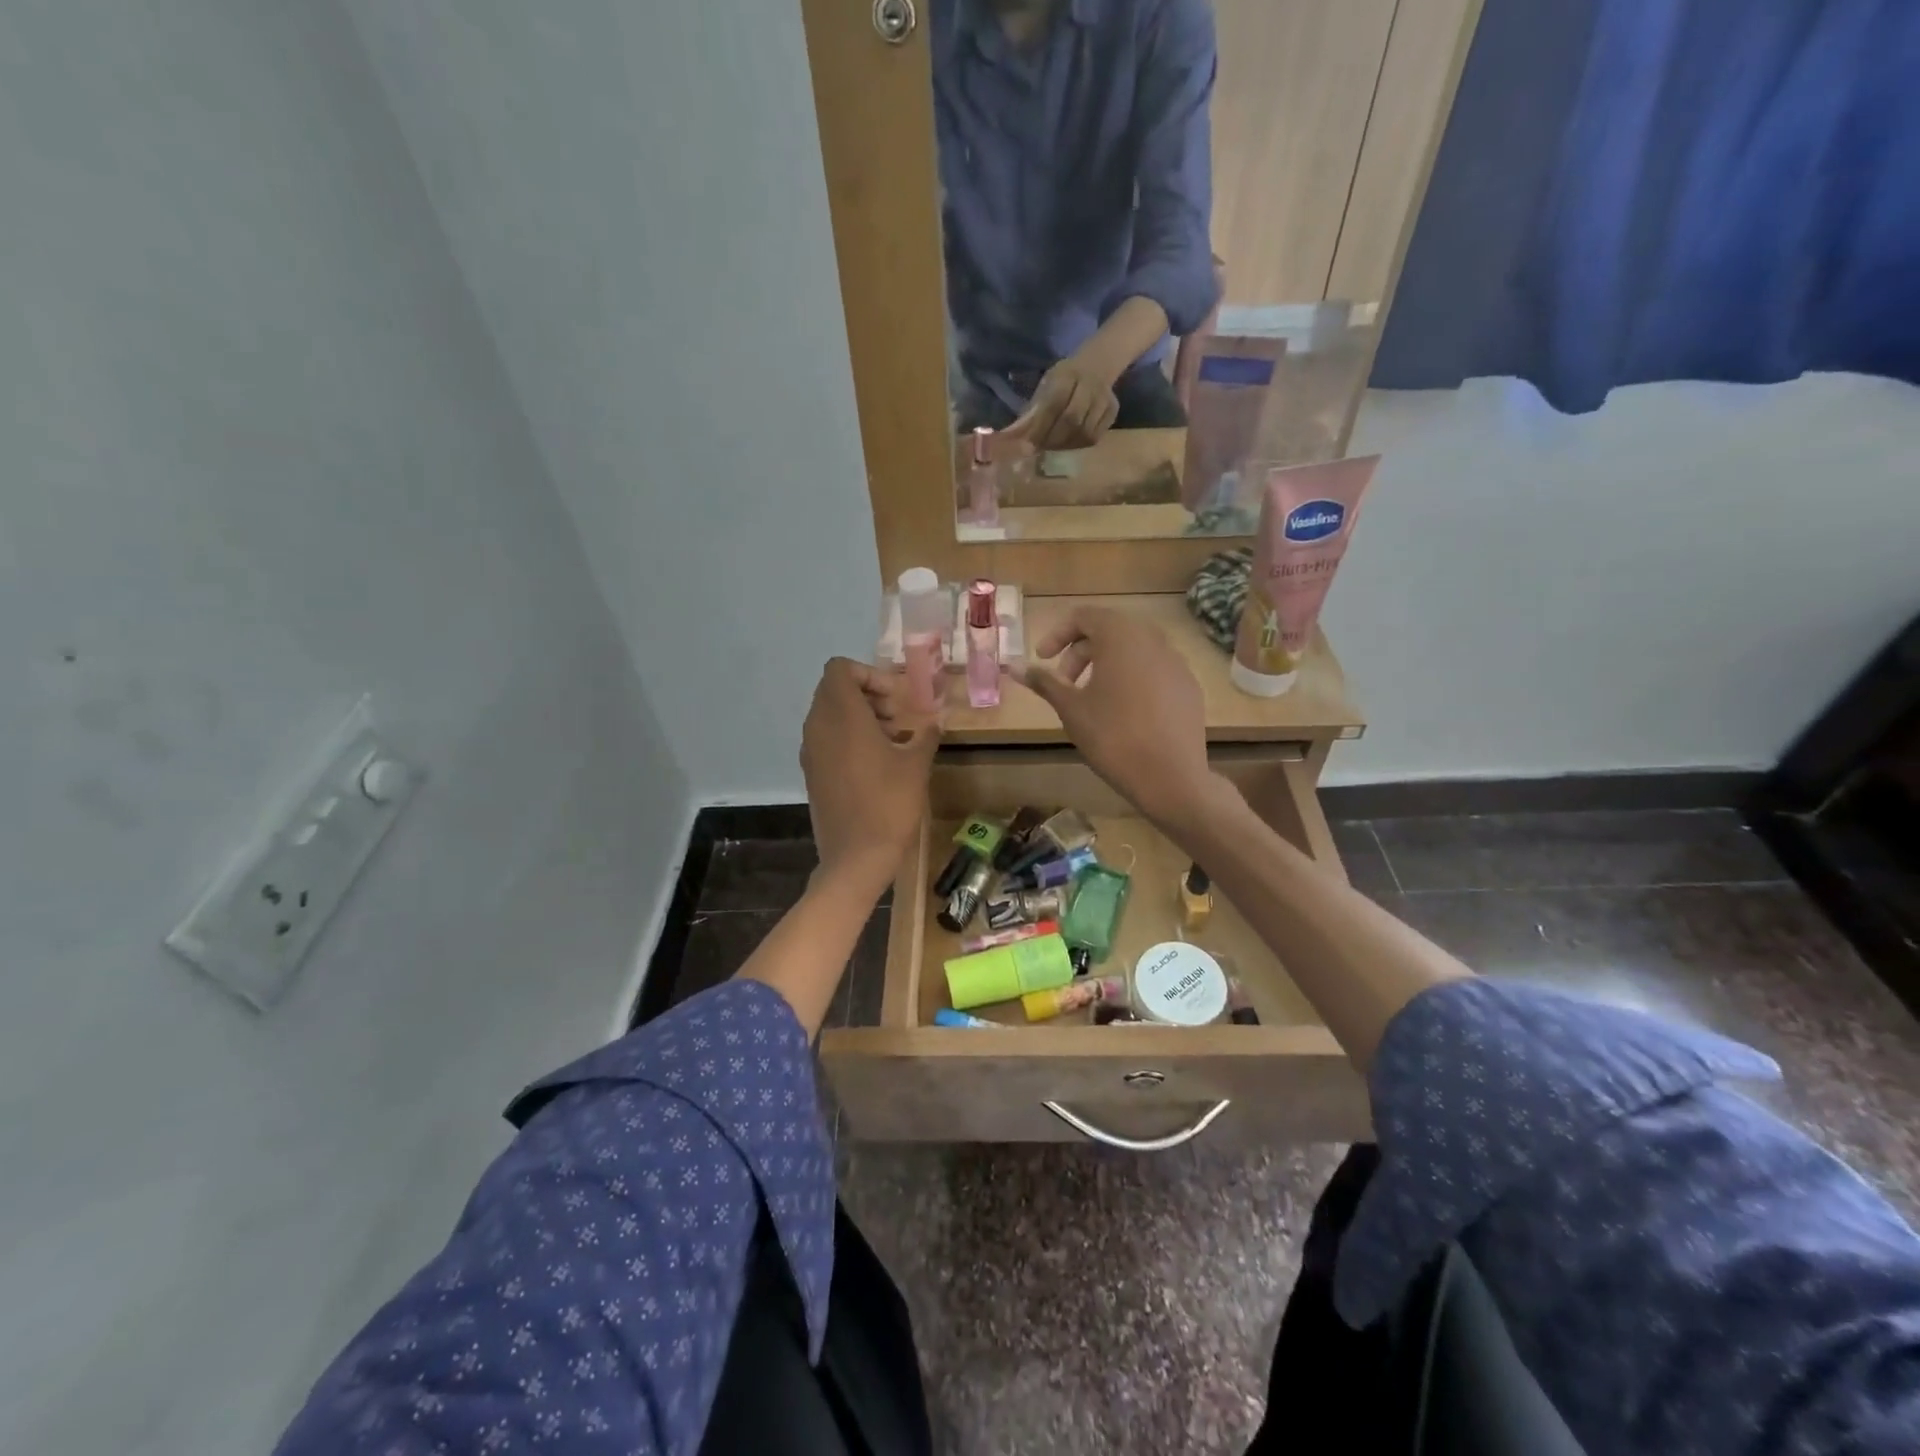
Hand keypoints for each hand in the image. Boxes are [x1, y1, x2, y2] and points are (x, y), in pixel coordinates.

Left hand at [800, 659, 939, 893]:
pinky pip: (827, 739)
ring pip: (830, 715)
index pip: (840, 669)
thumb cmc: (889, 804)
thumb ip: (925, 735)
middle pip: (834, 689)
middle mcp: (818, 727)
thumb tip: (935, 721)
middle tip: (897, 718)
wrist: (855, 857)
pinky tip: (878, 763)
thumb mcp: (916, 765)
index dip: (868, 674)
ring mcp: (811, 751)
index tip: (895, 699)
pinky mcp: (812, 772)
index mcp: (841, 716)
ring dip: (860, 717)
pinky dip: (849, 738)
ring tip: (892, 740)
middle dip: (867, 695)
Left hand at [1005, 351, 1119, 449]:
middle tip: (1039, 451)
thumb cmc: (1063, 380)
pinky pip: (1095, 437)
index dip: (1039, 428)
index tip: (1027, 445)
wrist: (1097, 365)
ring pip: (1084, 433)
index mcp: (1067, 375)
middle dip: (1052, 440)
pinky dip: (1078, 446)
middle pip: (1071, 421)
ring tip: (1052, 450)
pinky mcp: (1112, 412)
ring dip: (1065, 446)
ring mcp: (1103, 399)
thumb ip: (1031, 411)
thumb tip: (1010, 438)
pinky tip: (1068, 446)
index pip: (1053, 405)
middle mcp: (1089, 385)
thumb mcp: (1045, 386)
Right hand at [1022, 607, 1213, 828]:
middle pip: (1110, 630)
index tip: (1043, 660)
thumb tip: (1013, 665)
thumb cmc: (1112, 736)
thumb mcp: (1070, 708)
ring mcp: (1176, 662)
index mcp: (1121, 636)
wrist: (1170, 776)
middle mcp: (1153, 639)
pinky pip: (1154, 670)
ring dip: (1106, 664)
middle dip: (1081, 651)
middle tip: (1064, 683)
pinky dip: (1132, 678)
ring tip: (1092, 698)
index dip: (1057, 634)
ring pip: (1134, 650)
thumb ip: (1044, 681)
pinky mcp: (1188, 686)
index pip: (1084, 616)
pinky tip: (1124, 712)